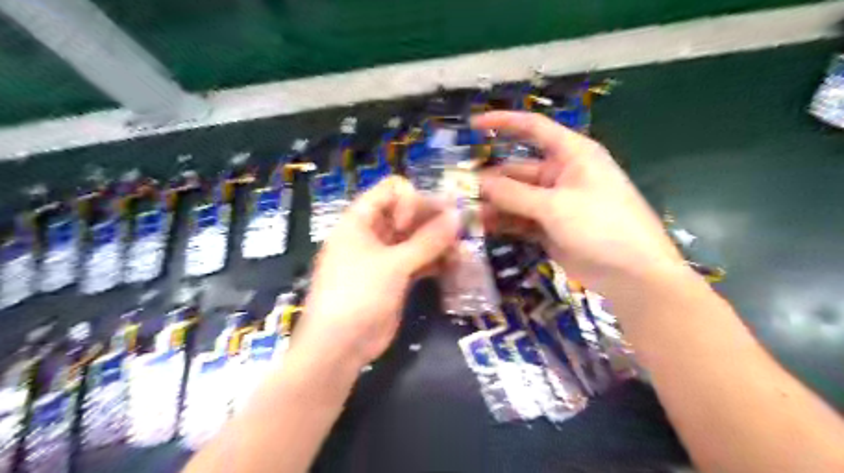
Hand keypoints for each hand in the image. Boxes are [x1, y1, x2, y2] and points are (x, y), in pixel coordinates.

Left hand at [295, 175, 460, 368]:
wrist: (339, 346)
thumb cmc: (359, 295)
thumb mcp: (393, 264)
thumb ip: (427, 240)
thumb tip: (457, 216)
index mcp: (360, 221)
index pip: (390, 191)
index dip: (411, 200)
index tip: (422, 221)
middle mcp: (373, 234)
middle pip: (407, 214)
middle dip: (433, 220)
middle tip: (460, 229)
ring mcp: (384, 257)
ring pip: (415, 239)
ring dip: (438, 242)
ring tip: (462, 250)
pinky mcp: (395, 278)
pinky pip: (418, 261)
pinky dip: (435, 261)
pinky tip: (454, 265)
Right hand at [471, 112, 680, 292]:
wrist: (633, 275)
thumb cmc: (602, 226)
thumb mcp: (555, 206)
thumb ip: (514, 194)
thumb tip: (478, 182)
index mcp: (571, 155)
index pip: (533, 128)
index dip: (503, 123)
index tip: (473, 125)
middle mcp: (561, 174)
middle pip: (517, 170)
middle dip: (489, 179)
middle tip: (459, 190)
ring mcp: (554, 203)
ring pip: (516, 198)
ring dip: (493, 204)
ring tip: (465, 212)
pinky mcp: (550, 227)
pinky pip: (521, 219)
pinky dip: (503, 222)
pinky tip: (482, 227)